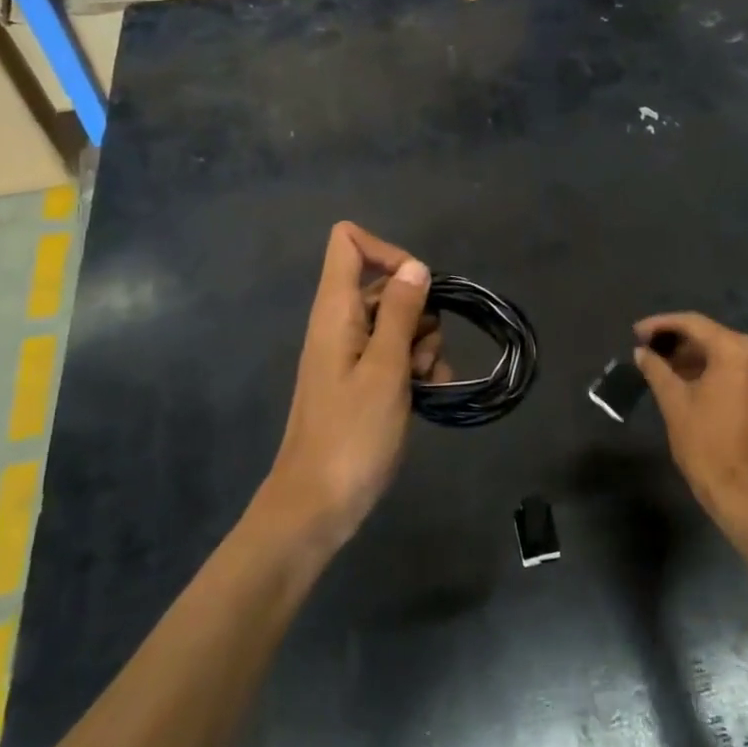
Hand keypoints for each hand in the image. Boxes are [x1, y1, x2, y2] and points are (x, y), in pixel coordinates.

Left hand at [260, 222, 437, 551]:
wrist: (318, 505)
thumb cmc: (351, 435)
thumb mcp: (385, 369)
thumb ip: (402, 313)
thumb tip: (416, 266)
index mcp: (336, 310)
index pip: (348, 241)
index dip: (386, 250)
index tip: (417, 285)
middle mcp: (341, 323)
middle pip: (386, 284)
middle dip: (419, 311)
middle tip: (421, 354)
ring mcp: (352, 353)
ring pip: (400, 322)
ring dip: (424, 345)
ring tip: (424, 382)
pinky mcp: (363, 379)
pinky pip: (397, 354)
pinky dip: (417, 367)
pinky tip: (429, 394)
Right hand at [633, 313, 747, 526]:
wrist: (744, 494)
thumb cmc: (705, 443)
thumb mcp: (674, 401)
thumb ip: (656, 369)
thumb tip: (642, 352)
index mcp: (737, 350)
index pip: (693, 324)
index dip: (661, 325)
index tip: (636, 332)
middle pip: (712, 338)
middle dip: (678, 343)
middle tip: (648, 350)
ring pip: (727, 357)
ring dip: (696, 359)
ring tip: (664, 368)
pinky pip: (740, 374)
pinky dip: (716, 374)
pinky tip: (692, 385)